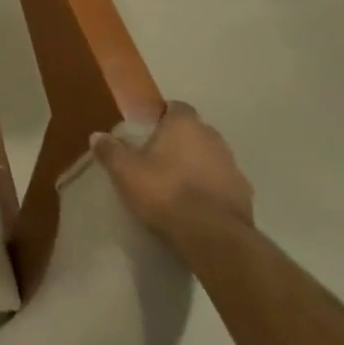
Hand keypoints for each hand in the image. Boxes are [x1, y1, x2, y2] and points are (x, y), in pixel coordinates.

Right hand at [91, 102, 252, 239]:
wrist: (213, 238)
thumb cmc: (165, 192)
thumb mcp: (124, 171)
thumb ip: (110, 150)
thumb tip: (97, 136)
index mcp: (186, 126)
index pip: (176, 107)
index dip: (161, 115)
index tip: (146, 128)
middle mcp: (214, 139)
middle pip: (195, 131)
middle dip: (178, 140)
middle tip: (155, 155)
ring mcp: (234, 168)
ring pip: (210, 157)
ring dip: (196, 164)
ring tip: (174, 181)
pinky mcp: (245, 196)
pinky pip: (221, 182)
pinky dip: (209, 187)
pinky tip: (193, 203)